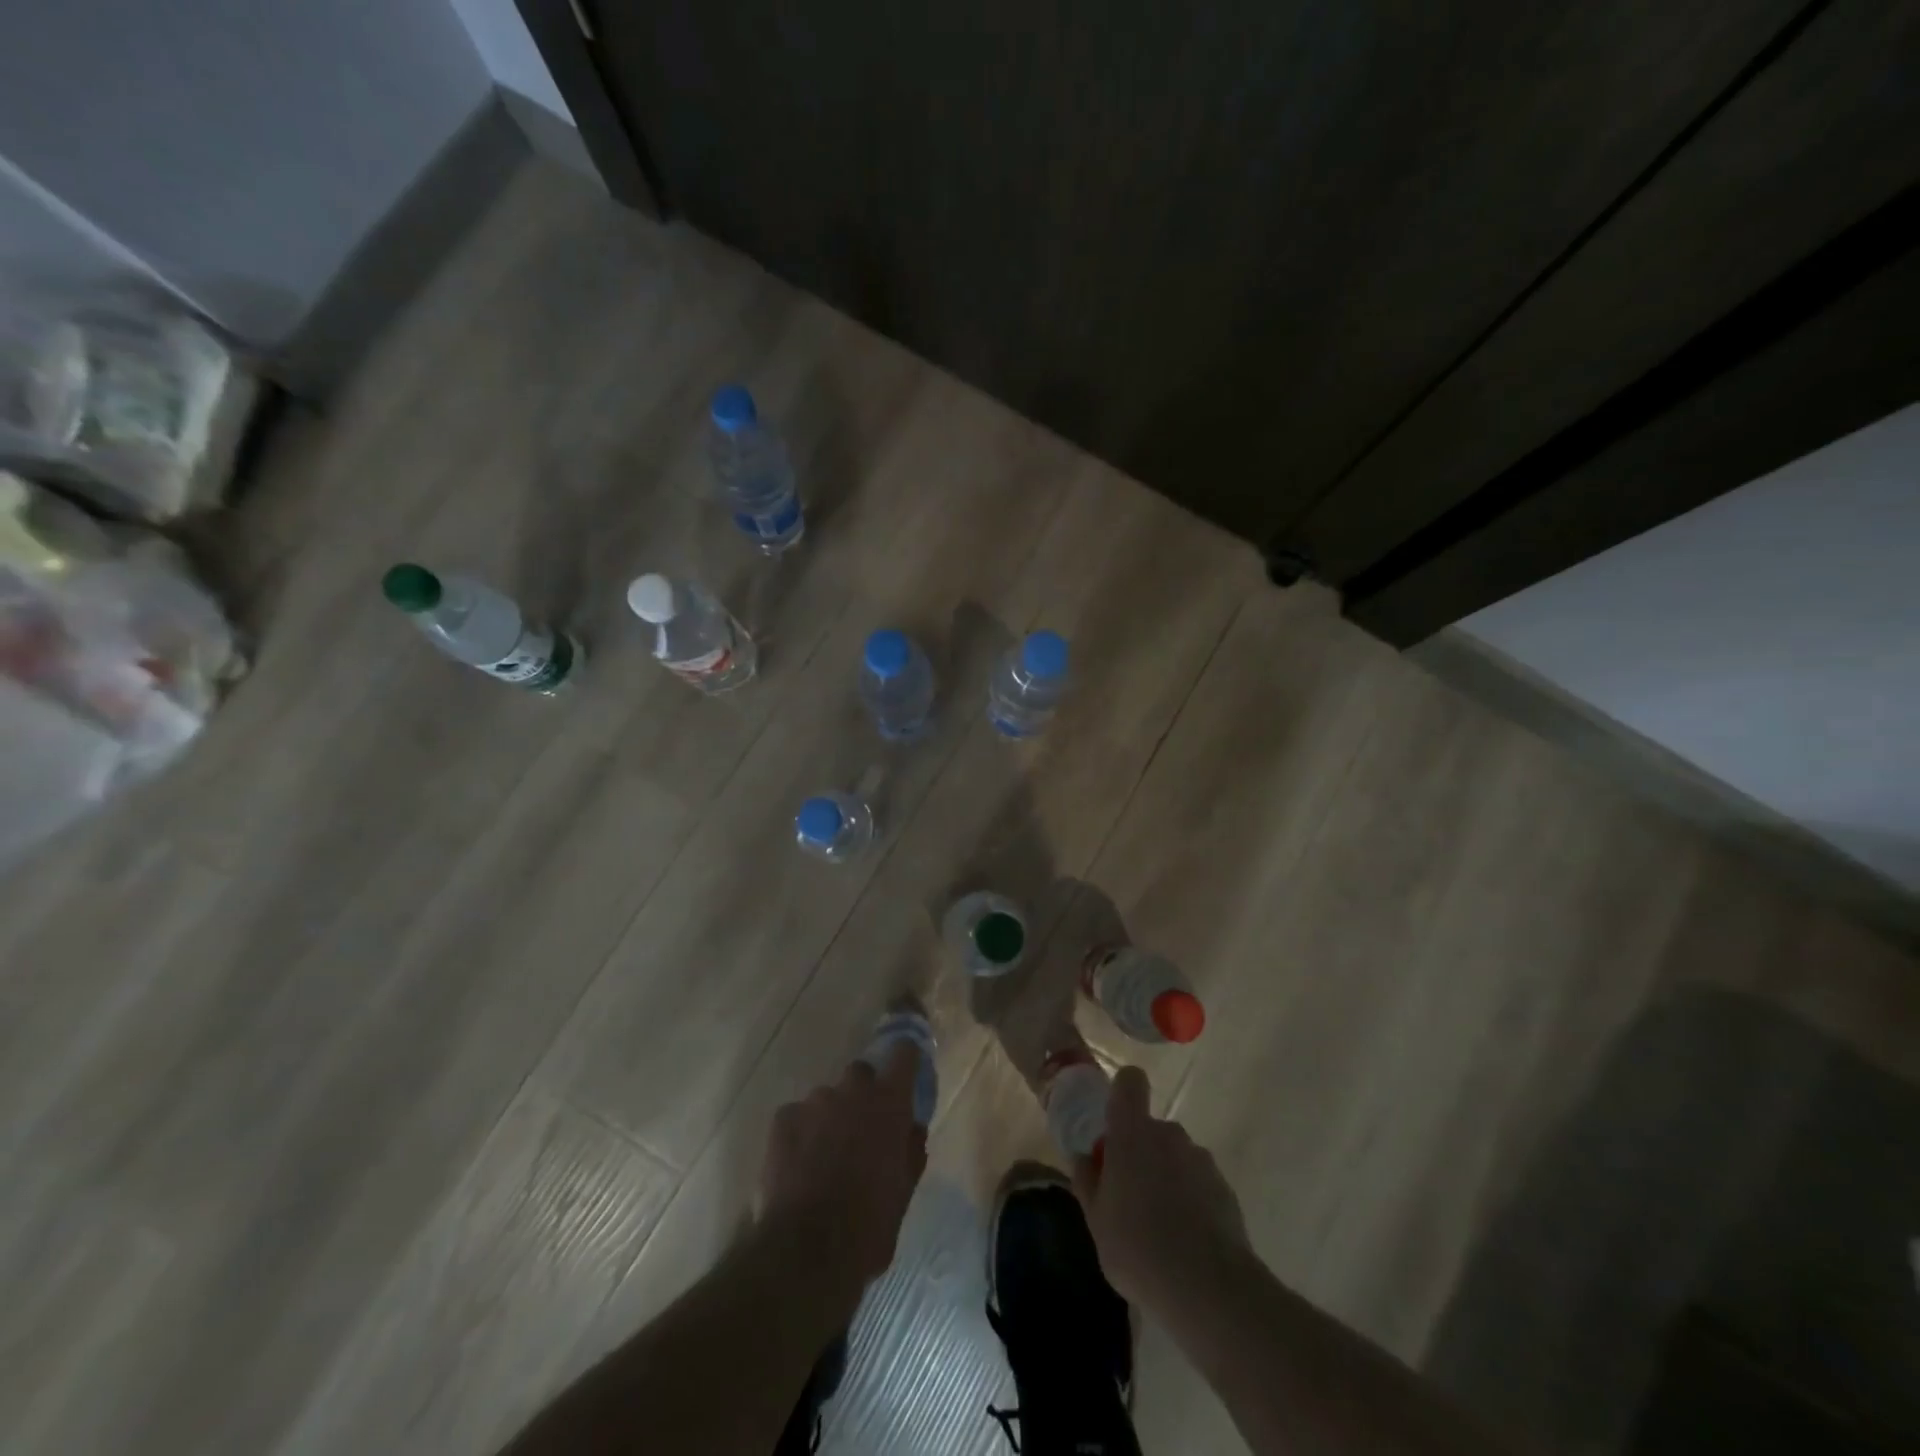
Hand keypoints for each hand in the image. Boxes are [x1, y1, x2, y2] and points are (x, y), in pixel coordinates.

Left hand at [759, 1043, 927, 1287]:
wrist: (806, 1252)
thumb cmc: (868, 1225)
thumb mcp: (903, 1193)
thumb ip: (910, 1152)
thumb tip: (912, 1129)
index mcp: (889, 1103)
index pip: (904, 1054)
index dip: (905, 1059)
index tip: (906, 1069)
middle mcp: (853, 1091)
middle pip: (860, 1074)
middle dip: (863, 1094)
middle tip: (861, 1129)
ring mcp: (814, 1102)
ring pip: (826, 1098)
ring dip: (830, 1117)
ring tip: (824, 1157)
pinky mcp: (782, 1119)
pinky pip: (797, 1116)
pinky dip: (800, 1133)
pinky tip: (798, 1166)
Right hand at [1071, 1066, 1249, 1312]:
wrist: (1209, 1289)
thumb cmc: (1138, 1247)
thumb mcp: (1096, 1220)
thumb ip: (1088, 1182)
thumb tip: (1085, 1158)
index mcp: (1132, 1132)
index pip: (1130, 1082)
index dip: (1123, 1094)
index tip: (1114, 1127)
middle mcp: (1169, 1134)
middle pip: (1151, 1128)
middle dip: (1141, 1154)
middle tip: (1130, 1198)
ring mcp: (1202, 1160)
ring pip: (1176, 1157)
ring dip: (1167, 1178)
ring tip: (1161, 1228)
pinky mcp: (1226, 1190)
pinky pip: (1199, 1184)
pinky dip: (1192, 1201)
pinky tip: (1187, 1242)